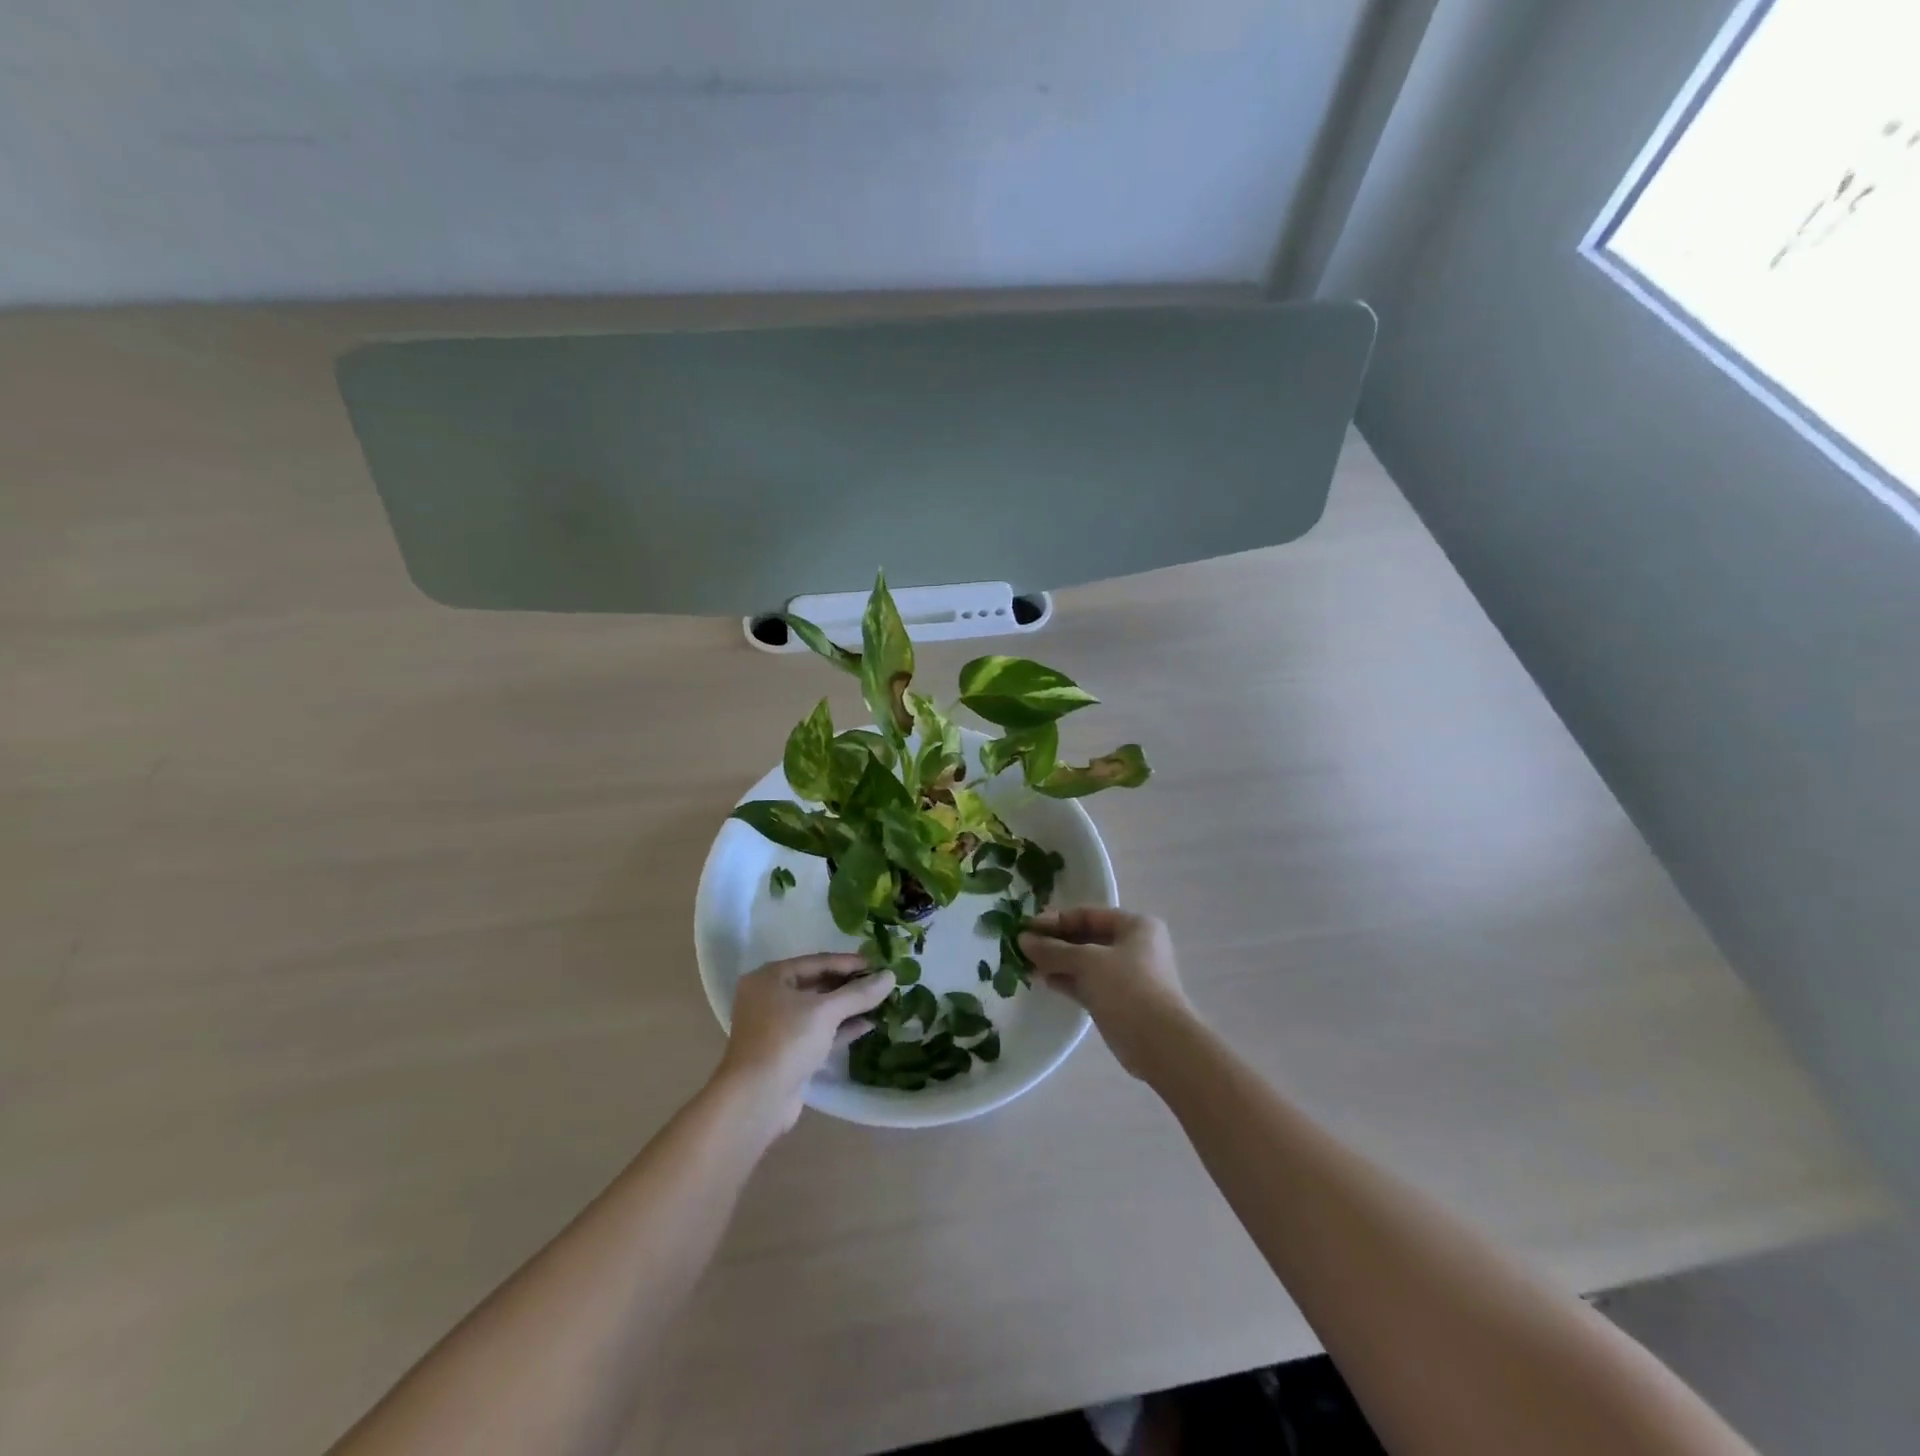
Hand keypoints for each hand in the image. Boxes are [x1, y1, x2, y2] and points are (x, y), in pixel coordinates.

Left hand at [716, 955, 895, 1131]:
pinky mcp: (787, 1052)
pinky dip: (841, 1028)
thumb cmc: (786, 1041)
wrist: (756, 1100)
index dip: (850, 962)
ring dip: (848, 1007)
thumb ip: (859, 993)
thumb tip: (890, 976)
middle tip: (882, 983)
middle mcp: (770, 998)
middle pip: (818, 984)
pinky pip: (818, 1032)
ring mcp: (778, 1027)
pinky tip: (868, 1025)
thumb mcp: (825, 1011)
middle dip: (850, 985)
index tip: (880, 964)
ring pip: (819, 1010)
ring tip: (881, 1002)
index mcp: (771, 977)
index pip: (818, 961)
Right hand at [1020, 908, 1193, 1079]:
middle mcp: (1135, 946)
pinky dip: (1068, 980)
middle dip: (1055, 942)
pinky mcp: (1120, 1001)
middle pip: (1087, 938)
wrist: (1160, 1043)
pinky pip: (1088, 983)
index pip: (1089, 914)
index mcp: (1136, 925)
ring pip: (1086, 963)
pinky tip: (1044, 981)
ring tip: (1027, 965)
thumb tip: (1022, 940)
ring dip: (1058, 962)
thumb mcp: (1087, 961)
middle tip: (1023, 947)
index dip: (1056, 920)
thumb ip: (1053, 949)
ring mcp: (1128, 975)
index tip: (1026, 927)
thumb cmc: (1127, 987)